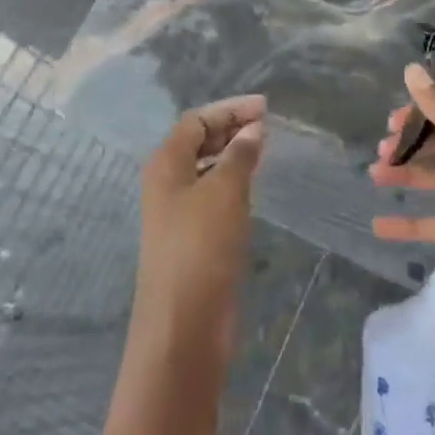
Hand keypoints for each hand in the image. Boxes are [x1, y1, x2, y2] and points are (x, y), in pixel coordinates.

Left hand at [133, 95, 266, 362]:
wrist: (183, 325)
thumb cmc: (201, 246)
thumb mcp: (225, 191)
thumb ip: (240, 154)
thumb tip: (253, 129)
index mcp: (166, 163)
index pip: (197, 120)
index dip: (230, 110)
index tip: (266, 108)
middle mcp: (167, 182)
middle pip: (198, 141)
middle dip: (231, 128)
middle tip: (269, 125)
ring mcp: (178, 212)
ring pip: (206, 168)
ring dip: (233, 154)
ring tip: (265, 149)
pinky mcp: (192, 238)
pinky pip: (213, 195)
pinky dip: (233, 182)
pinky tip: (253, 186)